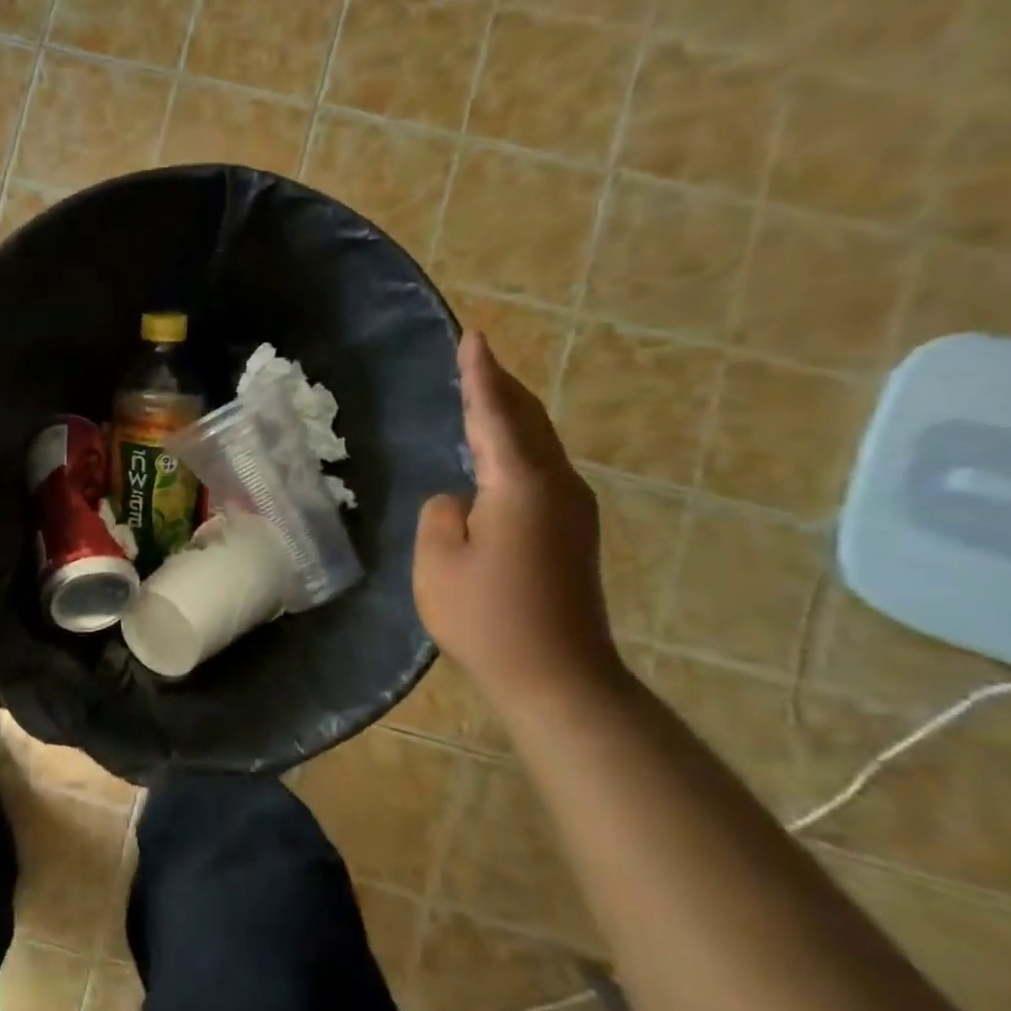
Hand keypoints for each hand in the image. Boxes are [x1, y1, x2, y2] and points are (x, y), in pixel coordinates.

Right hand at [413, 330, 623, 705]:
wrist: (558, 675)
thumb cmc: (487, 616)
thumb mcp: (438, 560)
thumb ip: (442, 513)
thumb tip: (461, 500)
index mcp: (520, 484)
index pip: (494, 413)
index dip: (479, 374)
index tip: (472, 336)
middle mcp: (556, 485)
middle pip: (528, 419)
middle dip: (501, 386)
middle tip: (477, 357)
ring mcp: (572, 509)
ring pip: (539, 444)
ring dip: (511, 416)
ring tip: (484, 396)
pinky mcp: (573, 532)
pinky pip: (541, 469)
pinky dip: (518, 447)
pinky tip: (500, 456)